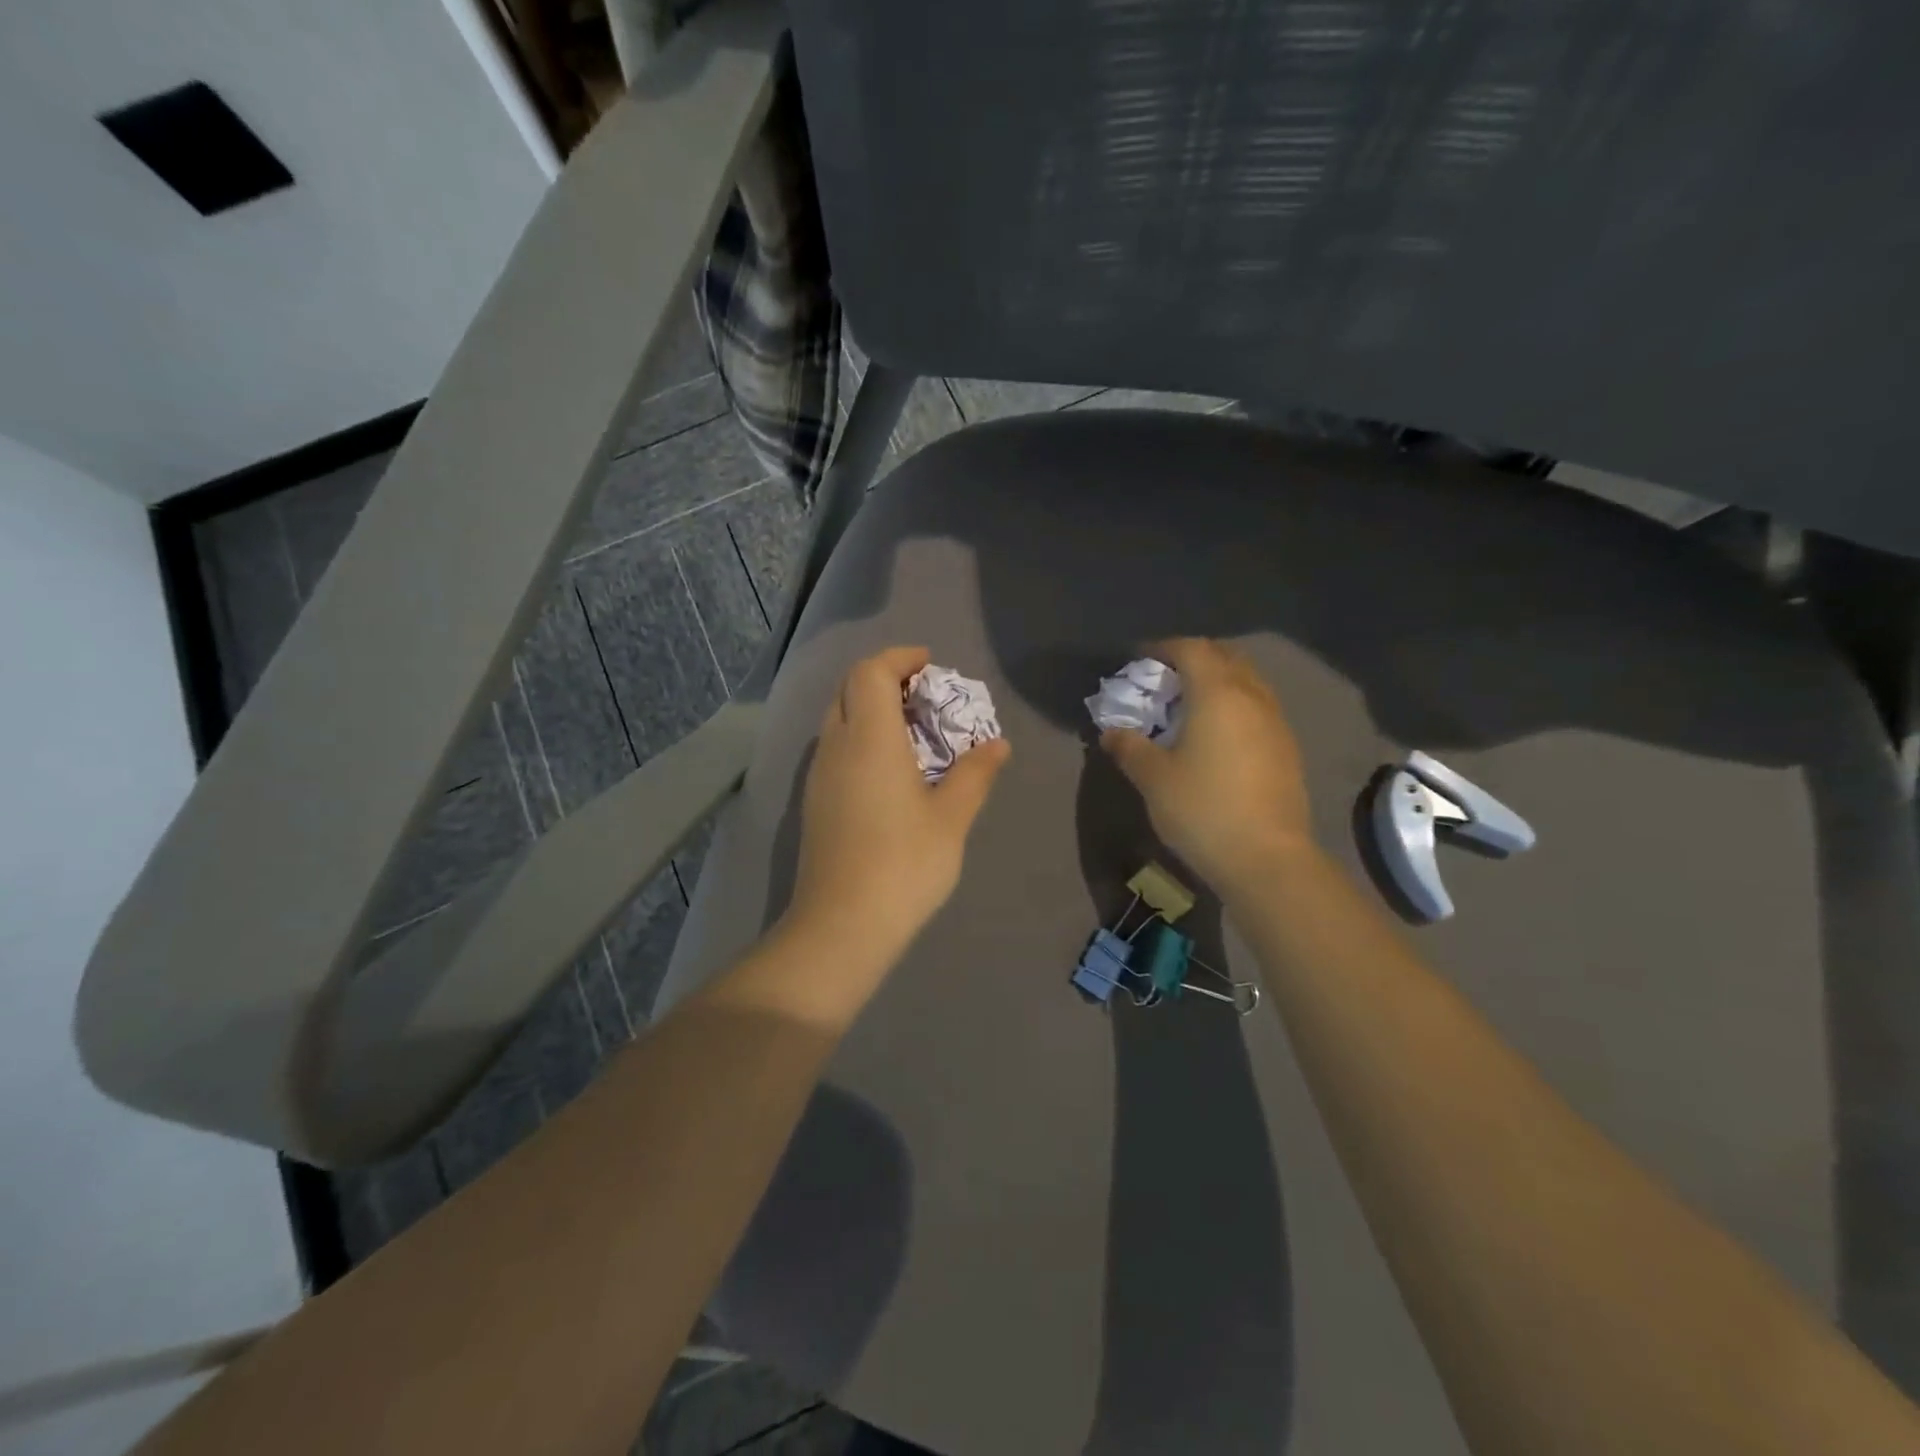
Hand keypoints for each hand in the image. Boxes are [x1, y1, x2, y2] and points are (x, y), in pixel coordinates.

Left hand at [784, 646, 1011, 966]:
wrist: (841, 925)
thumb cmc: (904, 864)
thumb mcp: (951, 818)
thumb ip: (975, 774)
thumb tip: (997, 744)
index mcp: (869, 738)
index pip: (871, 672)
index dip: (899, 658)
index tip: (930, 665)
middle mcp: (836, 746)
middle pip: (850, 689)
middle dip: (886, 679)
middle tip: (925, 697)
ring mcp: (819, 775)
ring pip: (839, 718)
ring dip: (871, 710)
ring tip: (912, 732)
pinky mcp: (815, 801)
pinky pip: (835, 747)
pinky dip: (861, 738)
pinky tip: (890, 770)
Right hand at [1100, 638, 1314, 893]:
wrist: (1268, 858)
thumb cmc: (1203, 809)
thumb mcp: (1153, 778)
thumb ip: (1129, 747)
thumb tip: (1111, 732)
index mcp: (1217, 693)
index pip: (1191, 649)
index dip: (1164, 648)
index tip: (1141, 661)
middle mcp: (1252, 696)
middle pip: (1225, 657)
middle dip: (1194, 659)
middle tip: (1166, 681)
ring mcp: (1276, 722)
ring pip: (1247, 682)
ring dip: (1219, 682)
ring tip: (1191, 707)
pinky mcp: (1287, 748)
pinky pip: (1258, 708)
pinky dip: (1236, 706)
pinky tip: (1218, 736)